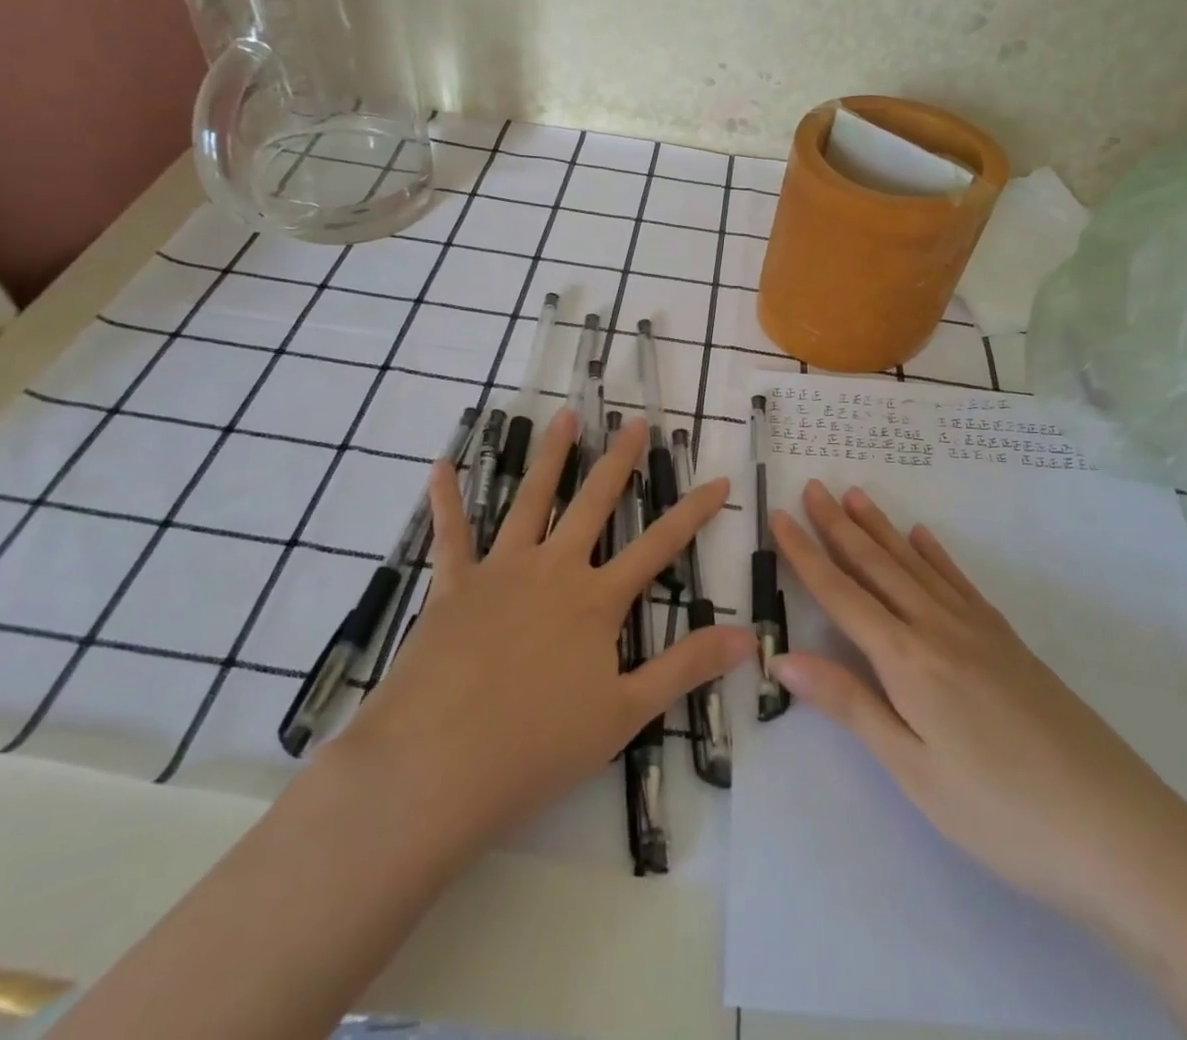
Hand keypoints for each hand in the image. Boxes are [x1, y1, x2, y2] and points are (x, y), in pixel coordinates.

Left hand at [326, 408, 755, 871]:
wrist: (436, 768)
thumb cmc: (537, 747)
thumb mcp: (625, 714)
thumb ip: (686, 668)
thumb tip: (749, 636)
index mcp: (596, 600)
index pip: (659, 546)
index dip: (693, 513)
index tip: (719, 481)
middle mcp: (553, 570)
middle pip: (594, 503)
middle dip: (619, 461)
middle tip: (634, 423)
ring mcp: (501, 571)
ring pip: (531, 499)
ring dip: (550, 456)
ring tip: (564, 417)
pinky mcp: (453, 585)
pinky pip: (451, 534)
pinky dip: (446, 499)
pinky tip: (442, 466)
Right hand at [770, 480, 1186, 927]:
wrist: (1121, 832)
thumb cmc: (1002, 814)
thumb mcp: (915, 771)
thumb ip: (851, 705)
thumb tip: (785, 657)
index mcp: (908, 660)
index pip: (842, 595)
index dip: (807, 555)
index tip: (780, 516)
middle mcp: (939, 629)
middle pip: (878, 567)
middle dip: (839, 526)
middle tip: (813, 486)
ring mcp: (979, 630)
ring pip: (916, 566)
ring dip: (882, 529)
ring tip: (857, 495)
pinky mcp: (1009, 642)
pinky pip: (960, 584)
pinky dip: (936, 556)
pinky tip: (925, 538)